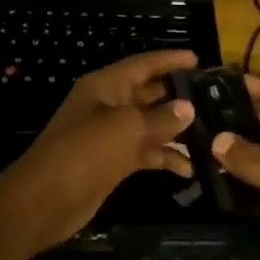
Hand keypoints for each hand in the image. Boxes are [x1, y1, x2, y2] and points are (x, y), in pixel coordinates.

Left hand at [0, 51, 198, 251]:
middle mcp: (108, 105)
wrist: (44, 200)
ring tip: (211, 134)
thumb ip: (160, 118)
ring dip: (176, 130)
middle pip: (148, 93)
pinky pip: (145, 152)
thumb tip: (188, 107)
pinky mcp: (113, 162)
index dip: (169, 60)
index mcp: (105, 86)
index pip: (142, 65)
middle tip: (215, 98)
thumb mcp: (125, 129)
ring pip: (149, 125)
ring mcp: (110, 135)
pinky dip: (164, 158)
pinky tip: (189, 169)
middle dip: (178, 95)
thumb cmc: (83, 152)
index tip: (199, 59)